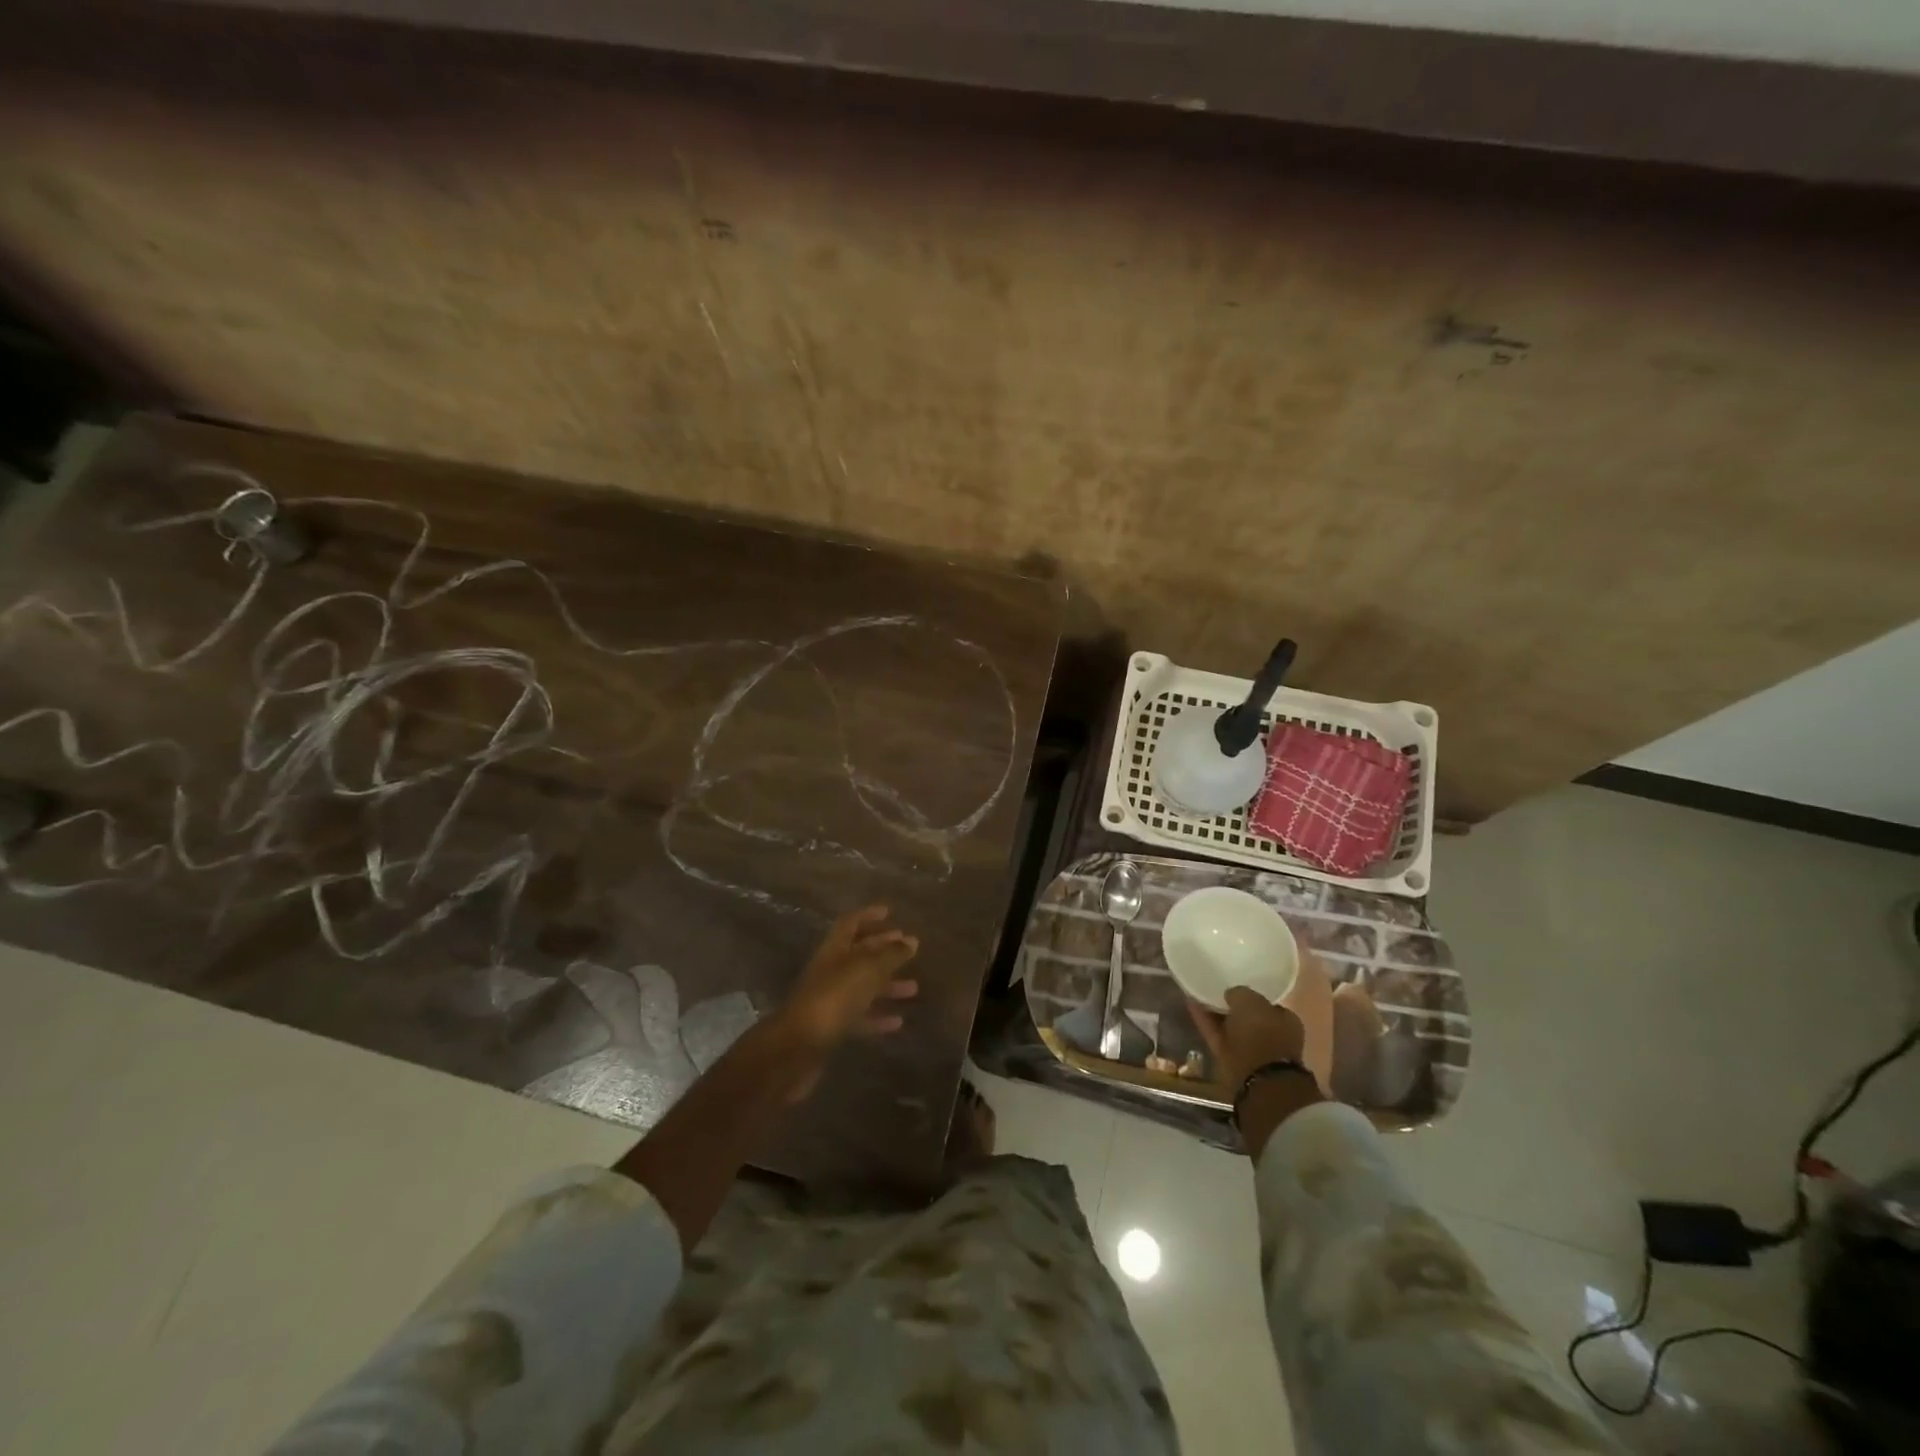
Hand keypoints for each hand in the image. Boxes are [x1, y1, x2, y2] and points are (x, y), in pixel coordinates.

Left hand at [779, 906, 919, 1053]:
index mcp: (834, 949)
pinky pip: (860, 1017)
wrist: (799, 1046)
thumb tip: (911, 940)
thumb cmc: (835, 996)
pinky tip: (898, 1021)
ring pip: (863, 987)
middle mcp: (830, 970)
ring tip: (913, 988)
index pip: (850, 923)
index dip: (868, 915)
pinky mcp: (832, 1028)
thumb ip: (891, 954)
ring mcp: (830, 1000)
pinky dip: (878, 1017)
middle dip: (883, 949)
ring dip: (887, 985)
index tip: (889, 912)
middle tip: (909, 948)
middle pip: (859, 954)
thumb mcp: (868, 968)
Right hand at [1188, 986, 1306, 1089]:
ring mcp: (1252, 1051)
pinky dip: (1205, 1022)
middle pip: (1248, 1017)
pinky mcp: (1233, 1061)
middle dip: (1231, 1006)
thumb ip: (1240, 993)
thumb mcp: (1250, 1001)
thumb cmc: (1262, 1035)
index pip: (1266, 1003)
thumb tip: (1230, 995)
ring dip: (1215, 1013)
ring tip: (1196, 994)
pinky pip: (1217, 1035)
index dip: (1249, 995)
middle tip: (1212, 990)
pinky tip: (1191, 1006)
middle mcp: (1272, 1036)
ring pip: (1230, 1027)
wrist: (1259, 1082)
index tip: (1232, 986)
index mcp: (1286, 1021)